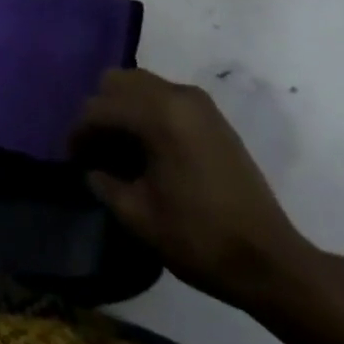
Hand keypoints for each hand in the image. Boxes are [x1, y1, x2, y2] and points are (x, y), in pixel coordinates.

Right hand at [71, 68, 319, 312]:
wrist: (270, 261)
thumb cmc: (199, 238)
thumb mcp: (137, 216)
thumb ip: (103, 183)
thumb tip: (91, 168)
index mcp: (157, 116)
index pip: (98, 109)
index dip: (79, 135)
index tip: (72, 160)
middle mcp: (177, 96)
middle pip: (118, 82)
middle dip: (100, 112)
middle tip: (96, 149)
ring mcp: (199, 103)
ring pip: (141, 84)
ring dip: (123, 109)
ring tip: (120, 149)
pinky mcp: (212, 116)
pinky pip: (164, 96)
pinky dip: (146, 112)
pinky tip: (147, 149)